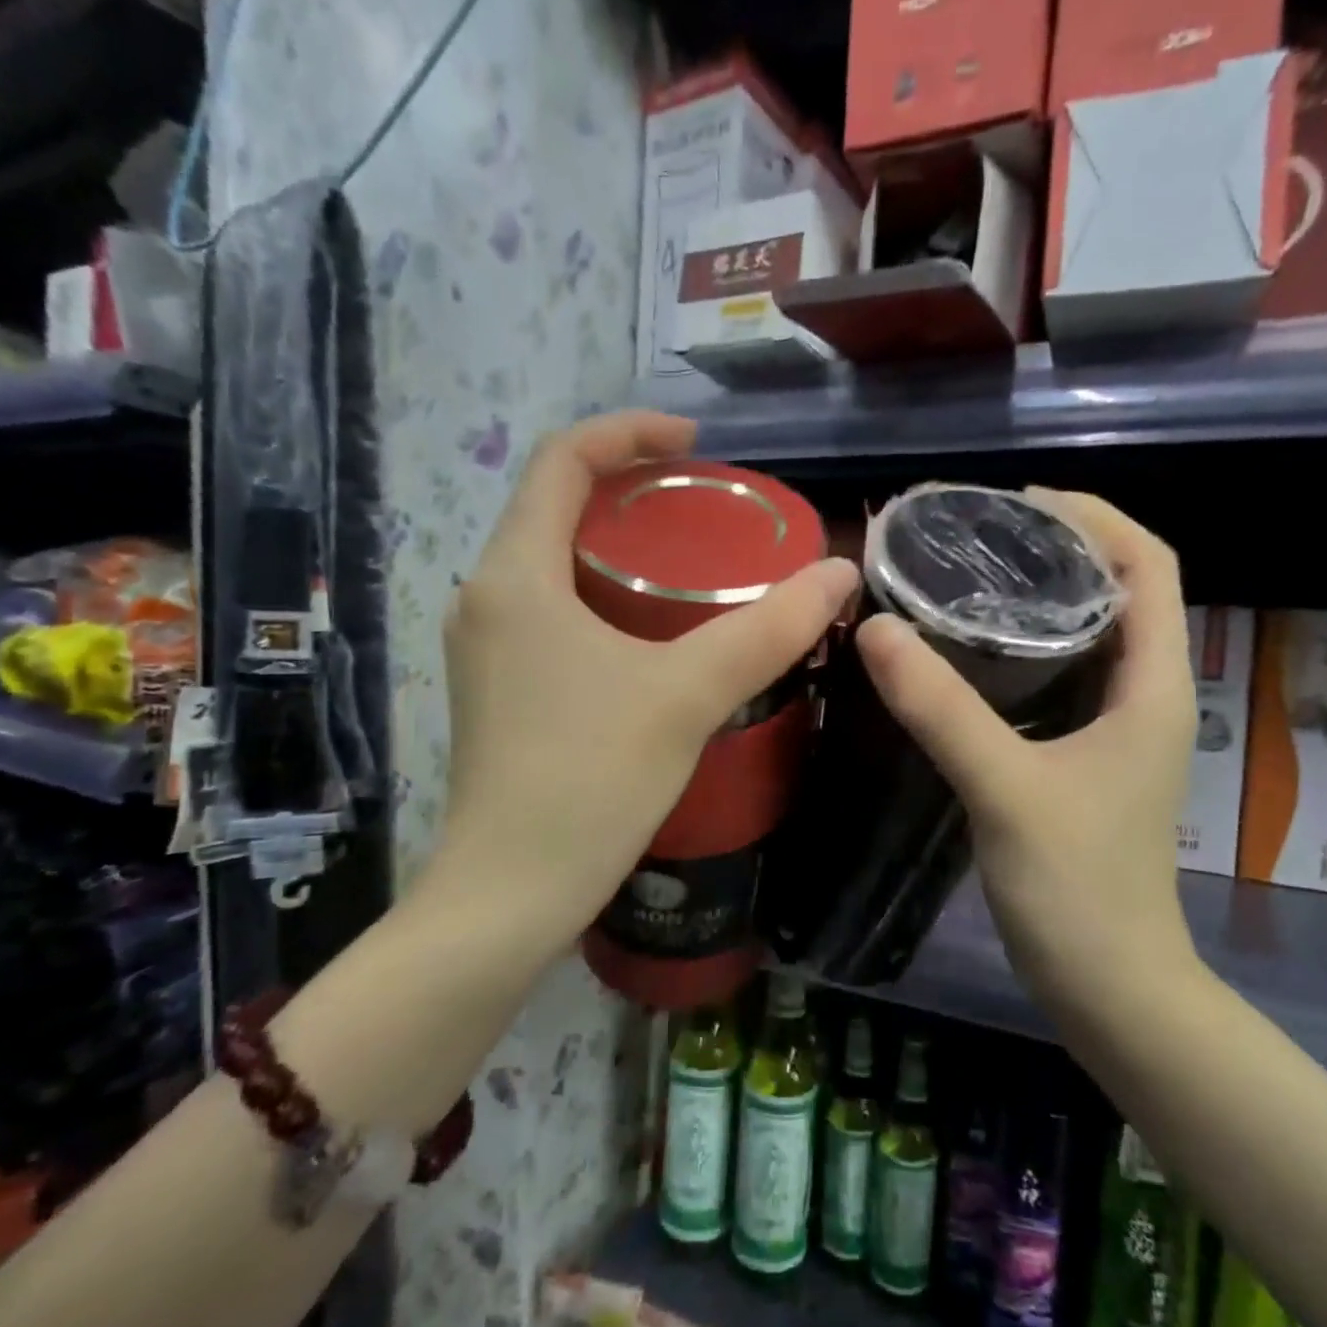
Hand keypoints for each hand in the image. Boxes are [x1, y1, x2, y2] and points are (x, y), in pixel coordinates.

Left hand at [439, 411, 857, 945]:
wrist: (510, 893)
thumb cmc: (589, 780)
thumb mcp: (688, 694)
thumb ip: (767, 630)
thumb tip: (839, 573)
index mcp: (516, 575)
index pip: (562, 460)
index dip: (629, 433)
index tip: (696, 444)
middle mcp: (487, 597)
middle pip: (555, 507)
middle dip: (630, 490)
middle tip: (705, 504)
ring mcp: (487, 647)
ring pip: (554, 563)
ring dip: (617, 545)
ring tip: (690, 561)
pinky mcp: (500, 689)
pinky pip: (552, 610)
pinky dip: (604, 595)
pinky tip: (653, 632)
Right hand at [855, 490, 1200, 1000]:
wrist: (1109, 985)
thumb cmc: (1078, 889)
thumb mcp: (1006, 789)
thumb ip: (942, 709)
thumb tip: (875, 629)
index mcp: (1154, 685)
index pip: (1148, 565)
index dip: (1094, 516)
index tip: (1017, 502)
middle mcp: (1145, 694)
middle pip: (1117, 589)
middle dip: (1056, 548)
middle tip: (974, 535)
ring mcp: (1117, 728)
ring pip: (1086, 634)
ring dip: (1037, 597)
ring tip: (965, 577)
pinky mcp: (1085, 757)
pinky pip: (1060, 678)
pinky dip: (1022, 650)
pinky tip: (966, 654)